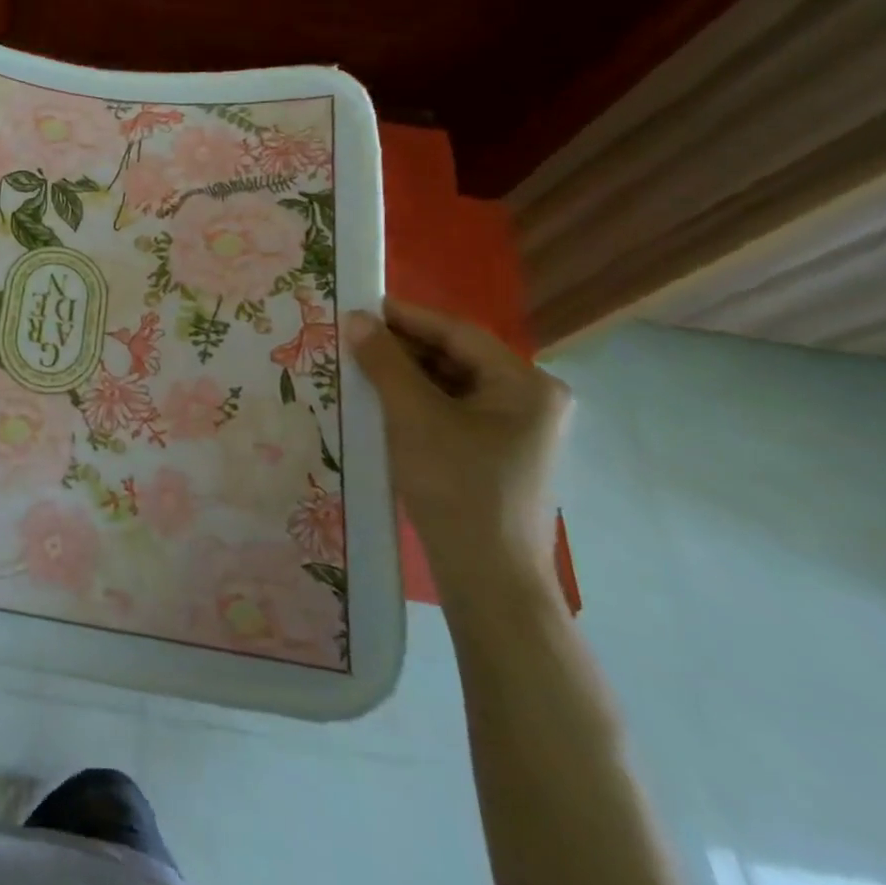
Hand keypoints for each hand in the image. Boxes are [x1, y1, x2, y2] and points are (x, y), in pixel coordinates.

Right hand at [345, 297, 570, 581]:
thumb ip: (385, 362)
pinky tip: (382, 403)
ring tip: (360, 367)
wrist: (488, 578)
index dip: (407, 317)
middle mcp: (532, 400)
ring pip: (453, 385)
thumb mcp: (413, 416)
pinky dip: (419, 402)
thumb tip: (356, 319)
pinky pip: (454, 411)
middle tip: (353, 339)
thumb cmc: (457, 487)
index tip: (360, 306)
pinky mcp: (499, 454)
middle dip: (404, 348)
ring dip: (407, 375)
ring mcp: (518, 430)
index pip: (459, 333)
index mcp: (526, 385)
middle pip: (458, 357)